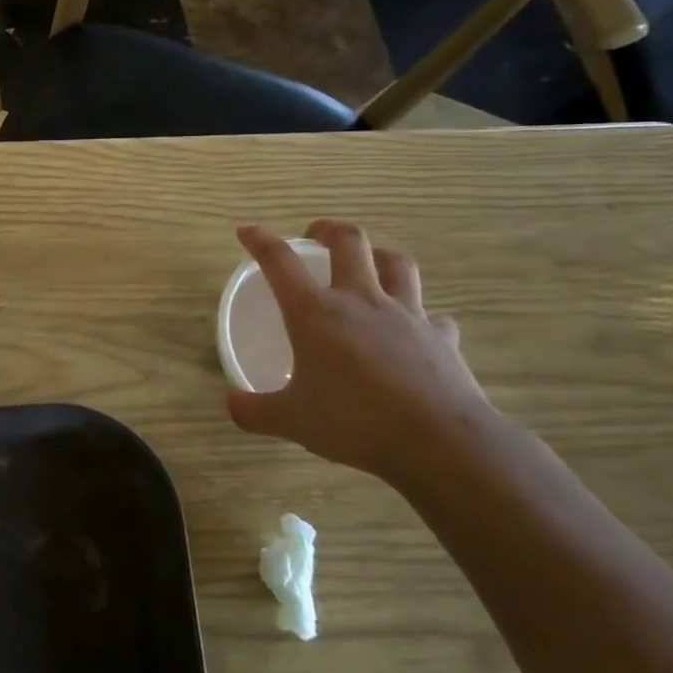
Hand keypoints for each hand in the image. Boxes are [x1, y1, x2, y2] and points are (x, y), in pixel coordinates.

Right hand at [226, 221, 505, 487]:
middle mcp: (360, 300)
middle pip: (349, 241)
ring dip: (378, 256)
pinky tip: (415, 329)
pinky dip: (420, 316)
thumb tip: (231, 404)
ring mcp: (406, 315)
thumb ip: (254, 410)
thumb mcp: (291, 421)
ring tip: (367, 264)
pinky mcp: (441, 337)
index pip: (280, 261)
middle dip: (328, 230)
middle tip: (315, 237)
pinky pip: (432, 315)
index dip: (261, 240)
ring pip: (396, 263)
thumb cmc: (355, 422)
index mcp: (315, 313)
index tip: (247, 231)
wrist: (440, 443)